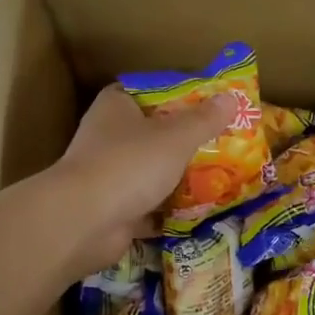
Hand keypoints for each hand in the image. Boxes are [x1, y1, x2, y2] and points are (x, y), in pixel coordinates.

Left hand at [44, 85, 235, 277]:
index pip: (147, 91)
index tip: (206, 103)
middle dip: (183, 140)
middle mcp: (107, 137)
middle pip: (152, 133)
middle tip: (222, 141)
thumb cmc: (129, 164)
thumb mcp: (176, 137)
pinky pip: (148, 206)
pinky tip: (199, 210)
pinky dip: (168, 210)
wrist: (83, 222)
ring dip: (177, 176)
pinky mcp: (111, 210)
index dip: (176, 95)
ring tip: (219, 175)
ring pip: (150, 171)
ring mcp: (107, 176)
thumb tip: (231, 98)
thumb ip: (204, 120)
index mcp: (116, 107)